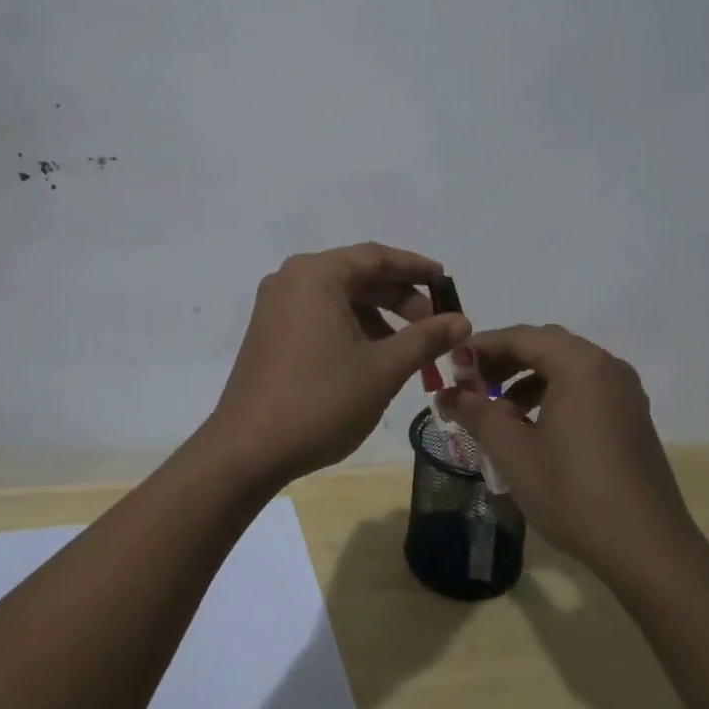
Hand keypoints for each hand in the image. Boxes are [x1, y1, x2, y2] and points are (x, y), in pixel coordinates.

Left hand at [199, 244, 470, 490]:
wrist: (247, 451)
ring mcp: (276, 307)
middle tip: (435, 324)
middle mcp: (291, 280)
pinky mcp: (270, 333)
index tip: (447, 284)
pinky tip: (374, 359)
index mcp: (315, 274)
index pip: (376, 257)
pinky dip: (352, 329)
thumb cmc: (320, 401)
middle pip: (357, 276)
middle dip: (400, 298)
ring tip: (410, 349)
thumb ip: (425, 338)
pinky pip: (321, 317)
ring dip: (379, 318)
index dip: (417, 268)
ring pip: (340, 299)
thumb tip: (462, 321)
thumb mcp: (382, 368)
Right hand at [438, 324, 702, 583]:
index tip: (451, 368)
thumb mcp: (513, 451)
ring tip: (498, 414)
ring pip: (565, 368)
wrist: (649, 550)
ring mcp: (625, 393)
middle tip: (470, 386)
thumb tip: (446, 394)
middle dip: (503, 362)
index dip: (481, 348)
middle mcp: (607, 367)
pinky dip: (552, 396)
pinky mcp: (631, 418)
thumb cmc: (574, 492)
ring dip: (526, 380)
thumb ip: (476, 413)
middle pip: (545, 346)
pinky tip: (533, 431)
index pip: (521, 337)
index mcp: (580, 365)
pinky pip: (584, 389)